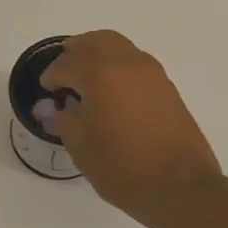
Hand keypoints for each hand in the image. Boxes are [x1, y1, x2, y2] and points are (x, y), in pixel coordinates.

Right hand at [40, 30, 223, 225]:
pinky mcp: (168, 88)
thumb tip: (61, 109)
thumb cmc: (123, 167)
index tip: (46, 87)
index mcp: (101, 74)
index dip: (52, 75)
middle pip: (97, 41)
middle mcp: (127, 64)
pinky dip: (119, 67)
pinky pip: (136, 63)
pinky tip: (112, 91)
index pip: (68, 64)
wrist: (181, 187)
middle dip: (77, 50)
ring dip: (100, 55)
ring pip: (120, 47)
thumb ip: (66, 121)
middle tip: (64, 68)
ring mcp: (152, 74)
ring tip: (87, 78)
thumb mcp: (82, 148)